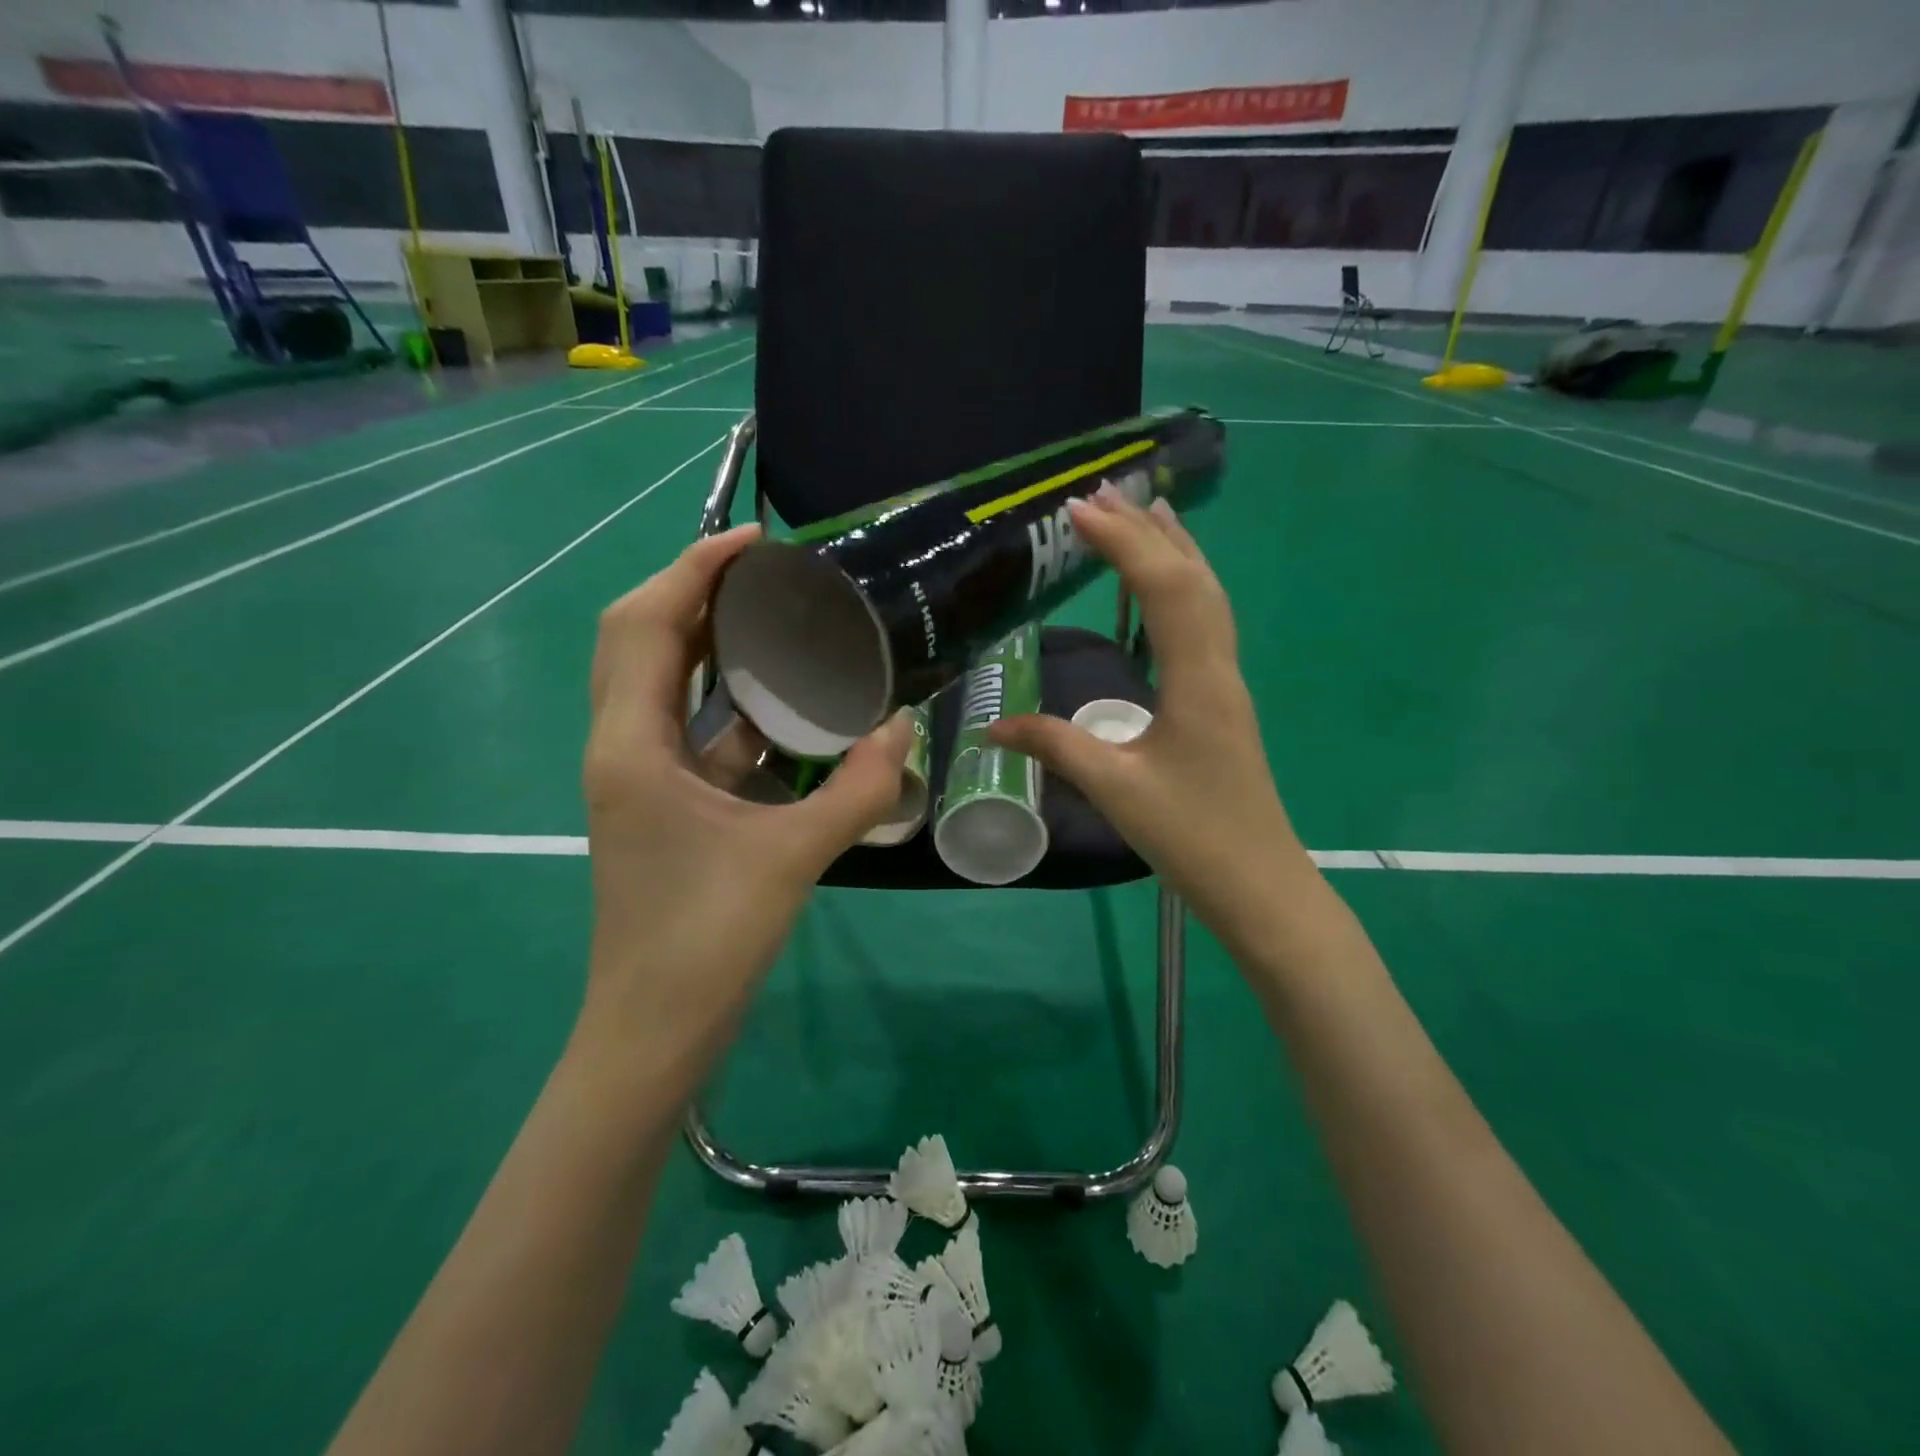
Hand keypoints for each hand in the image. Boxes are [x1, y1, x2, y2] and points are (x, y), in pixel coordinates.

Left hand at [577, 525, 913, 1078]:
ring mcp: (638, 776)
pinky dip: (726, 700)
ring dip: (707, 641)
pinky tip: (782, 701)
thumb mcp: (792, 858)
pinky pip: (689, 728)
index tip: (759, 542)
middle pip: (640, 638)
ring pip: (661, 681)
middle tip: (769, 574)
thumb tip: (905, 730)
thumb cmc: (706, 941)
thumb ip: (858, 790)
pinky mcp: (662, 803)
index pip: (646, 623)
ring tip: (776, 617)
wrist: (655, 1029)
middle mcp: (622, 746)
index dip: (694, 569)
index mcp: (632, 744)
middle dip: (696, 591)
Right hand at [990, 490, 1312, 955]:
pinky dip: (1184, 587)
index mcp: (1197, 680)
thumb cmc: (1192, 836)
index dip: (1123, 544)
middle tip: (1105, 491)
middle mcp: (1219, 667)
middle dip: (1148, 531)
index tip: (1078, 510)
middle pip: (1192, 579)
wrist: (1259, 883)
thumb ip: (1054, 747)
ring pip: (1207, 597)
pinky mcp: (1221, 701)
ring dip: (1174, 551)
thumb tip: (992, 727)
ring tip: (1145, 512)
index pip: (1163, 589)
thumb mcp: (1115, 789)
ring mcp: (1226, 683)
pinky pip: (1206, 623)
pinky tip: (1166, 589)